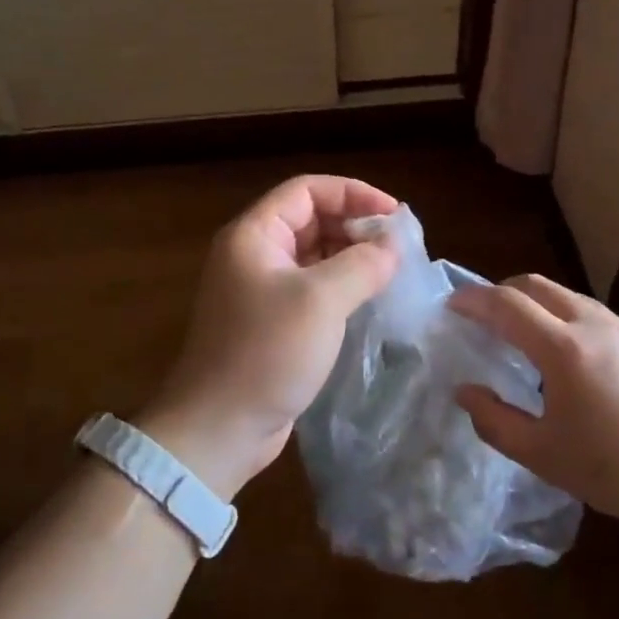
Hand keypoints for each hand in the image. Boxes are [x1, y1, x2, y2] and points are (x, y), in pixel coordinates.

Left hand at [138, 175, 399, 498]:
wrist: (219, 428)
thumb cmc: (266, 352)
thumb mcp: (321, 301)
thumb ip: (362, 264)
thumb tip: (393, 246)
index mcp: (254, 235)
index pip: (307, 190)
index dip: (352, 193)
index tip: (393, 214)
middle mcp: (254, 253)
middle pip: (311, 219)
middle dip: (355, 225)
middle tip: (398, 245)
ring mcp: (261, 288)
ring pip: (313, 254)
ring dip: (351, 256)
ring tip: (392, 269)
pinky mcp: (271, 320)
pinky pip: (312, 287)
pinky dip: (341, 285)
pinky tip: (370, 298)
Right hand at [448, 275, 618, 540]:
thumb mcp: (545, 457)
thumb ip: (496, 422)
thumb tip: (465, 392)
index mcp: (563, 348)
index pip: (506, 304)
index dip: (473, 299)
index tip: (451, 305)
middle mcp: (593, 324)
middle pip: (537, 285)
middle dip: (503, 291)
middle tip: (484, 316)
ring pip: (569, 298)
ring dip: (538, 305)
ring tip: (526, 339)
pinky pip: (596, 318)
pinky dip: (568, 322)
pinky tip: (576, 364)